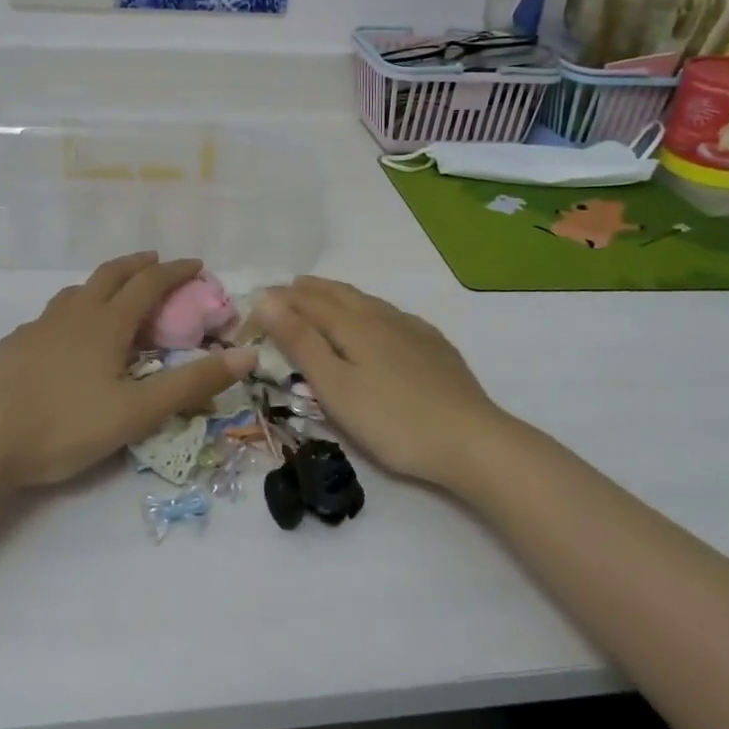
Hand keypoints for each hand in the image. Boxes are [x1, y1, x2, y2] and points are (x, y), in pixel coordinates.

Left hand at [0, 253, 253, 488]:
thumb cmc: (63, 425)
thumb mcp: (137, 412)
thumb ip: (192, 385)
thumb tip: (247, 355)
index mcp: (107, 324)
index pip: (149, 284)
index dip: (176, 271)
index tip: (197, 264)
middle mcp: (75, 314)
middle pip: (111, 274)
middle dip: (139, 264)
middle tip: (157, 262)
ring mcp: (40, 326)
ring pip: (78, 290)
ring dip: (103, 282)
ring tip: (114, 294)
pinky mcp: (15, 345)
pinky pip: (53, 313)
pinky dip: (74, 309)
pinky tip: (67, 334)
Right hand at [254, 277, 511, 487]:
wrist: (471, 440)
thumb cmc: (392, 420)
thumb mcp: (335, 387)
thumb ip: (300, 342)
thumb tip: (266, 299)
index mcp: (353, 325)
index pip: (307, 302)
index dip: (280, 300)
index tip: (257, 299)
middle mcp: (382, 316)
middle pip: (338, 294)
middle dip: (309, 290)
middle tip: (287, 288)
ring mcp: (412, 329)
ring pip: (367, 301)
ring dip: (338, 295)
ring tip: (323, 297)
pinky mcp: (434, 345)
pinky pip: (391, 314)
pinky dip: (369, 308)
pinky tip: (377, 320)